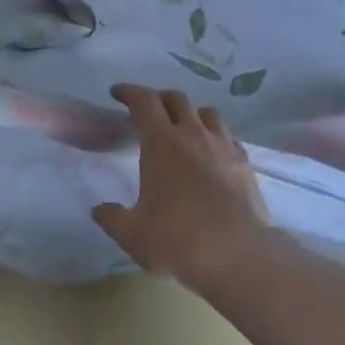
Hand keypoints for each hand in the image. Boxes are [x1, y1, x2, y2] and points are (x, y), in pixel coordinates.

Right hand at [93, 84, 270, 287]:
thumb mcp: (132, 234)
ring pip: (207, 113)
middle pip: (176, 99)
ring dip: (191, 113)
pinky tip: (212, 154)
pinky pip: (228, 137)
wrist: (236, 253)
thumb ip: (112, 218)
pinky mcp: (245, 162)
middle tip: (148, 111)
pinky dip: (215, 136)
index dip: (129, 92)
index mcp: (162, 142)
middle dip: (159, 99)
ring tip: (183, 128)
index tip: (118, 93)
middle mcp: (194, 134)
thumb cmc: (177, 239)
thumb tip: (100, 210)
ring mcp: (224, 145)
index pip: (144, 101)